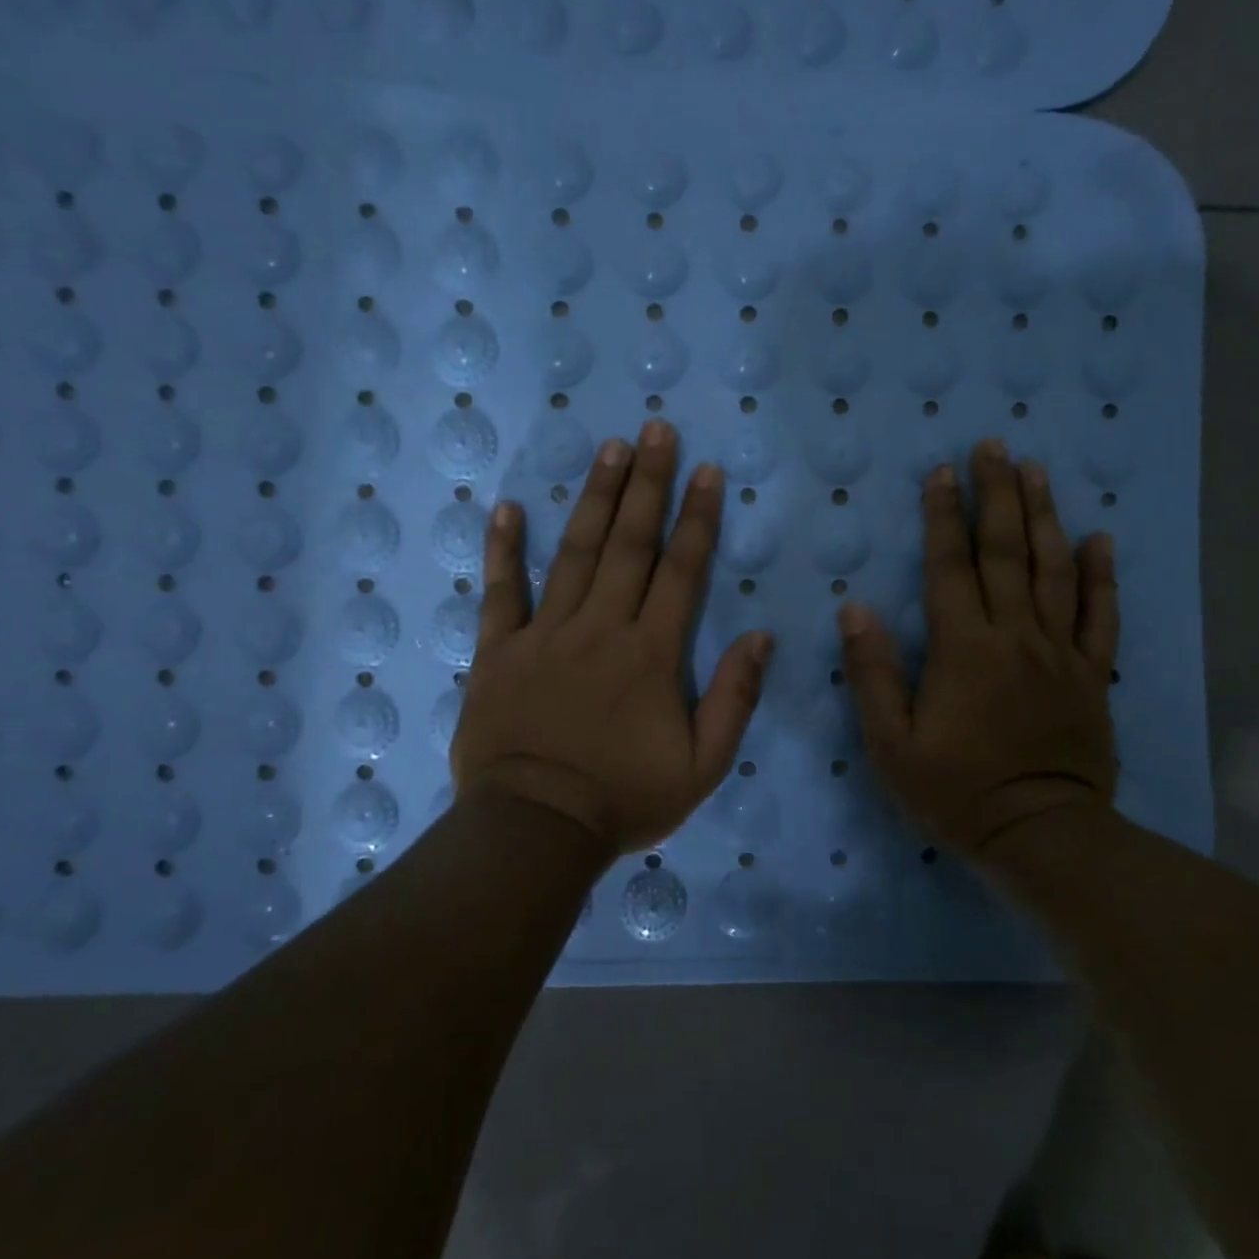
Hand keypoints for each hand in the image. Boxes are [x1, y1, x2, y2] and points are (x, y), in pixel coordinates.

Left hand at [451, 420, 772, 855]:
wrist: (536, 828)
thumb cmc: (624, 798)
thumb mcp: (702, 765)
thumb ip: (734, 698)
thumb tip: (760, 636)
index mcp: (651, 653)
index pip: (681, 570)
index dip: (697, 517)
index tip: (707, 471)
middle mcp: (601, 627)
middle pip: (628, 544)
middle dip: (647, 484)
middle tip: (656, 430)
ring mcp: (545, 634)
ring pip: (573, 552)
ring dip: (593, 498)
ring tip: (609, 449)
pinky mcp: (498, 651)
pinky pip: (500, 591)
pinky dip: (502, 549)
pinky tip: (506, 507)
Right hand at [838, 440, 1119, 856]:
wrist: (1040, 836)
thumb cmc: (955, 792)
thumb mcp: (891, 744)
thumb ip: (873, 673)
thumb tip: (855, 608)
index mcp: (963, 648)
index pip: (950, 566)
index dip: (943, 516)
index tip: (941, 472)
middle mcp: (1014, 635)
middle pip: (1006, 551)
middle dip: (997, 494)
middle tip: (994, 447)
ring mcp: (1060, 652)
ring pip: (1054, 569)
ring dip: (1044, 516)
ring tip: (1038, 471)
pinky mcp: (1092, 675)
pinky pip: (1100, 614)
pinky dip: (1102, 574)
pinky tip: (1100, 538)